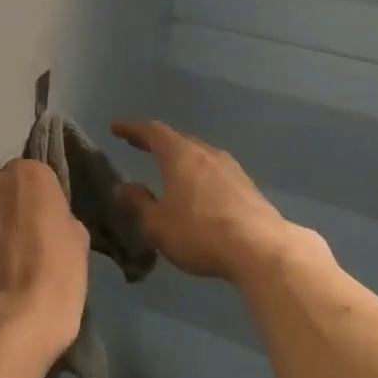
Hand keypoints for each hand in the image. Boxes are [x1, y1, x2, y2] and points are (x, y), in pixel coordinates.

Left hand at [0, 158, 88, 359]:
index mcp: (30, 173)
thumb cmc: (59, 272)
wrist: (19, 316)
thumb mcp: (77, 236)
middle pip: (3, 187)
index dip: (40, 198)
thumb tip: (46, 219)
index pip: (34, 174)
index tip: (45, 220)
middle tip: (22, 236)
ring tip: (1, 255)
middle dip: (10, 205)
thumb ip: (58, 214)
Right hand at [111, 119, 308, 283]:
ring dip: (181, 158)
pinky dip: (199, 174)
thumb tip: (123, 187)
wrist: (261, 249)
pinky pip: (215, 172)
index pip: (152, 131)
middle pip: (178, 139)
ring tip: (169, 168)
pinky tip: (198, 191)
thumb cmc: (200, 233)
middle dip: (156, 141)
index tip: (116, 128)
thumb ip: (138, 203)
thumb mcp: (157, 224)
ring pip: (200, 154)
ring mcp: (231, 169)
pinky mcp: (247, 187)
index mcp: (180, 156)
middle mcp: (206, 153)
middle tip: (139, 145)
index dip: (132, 129)